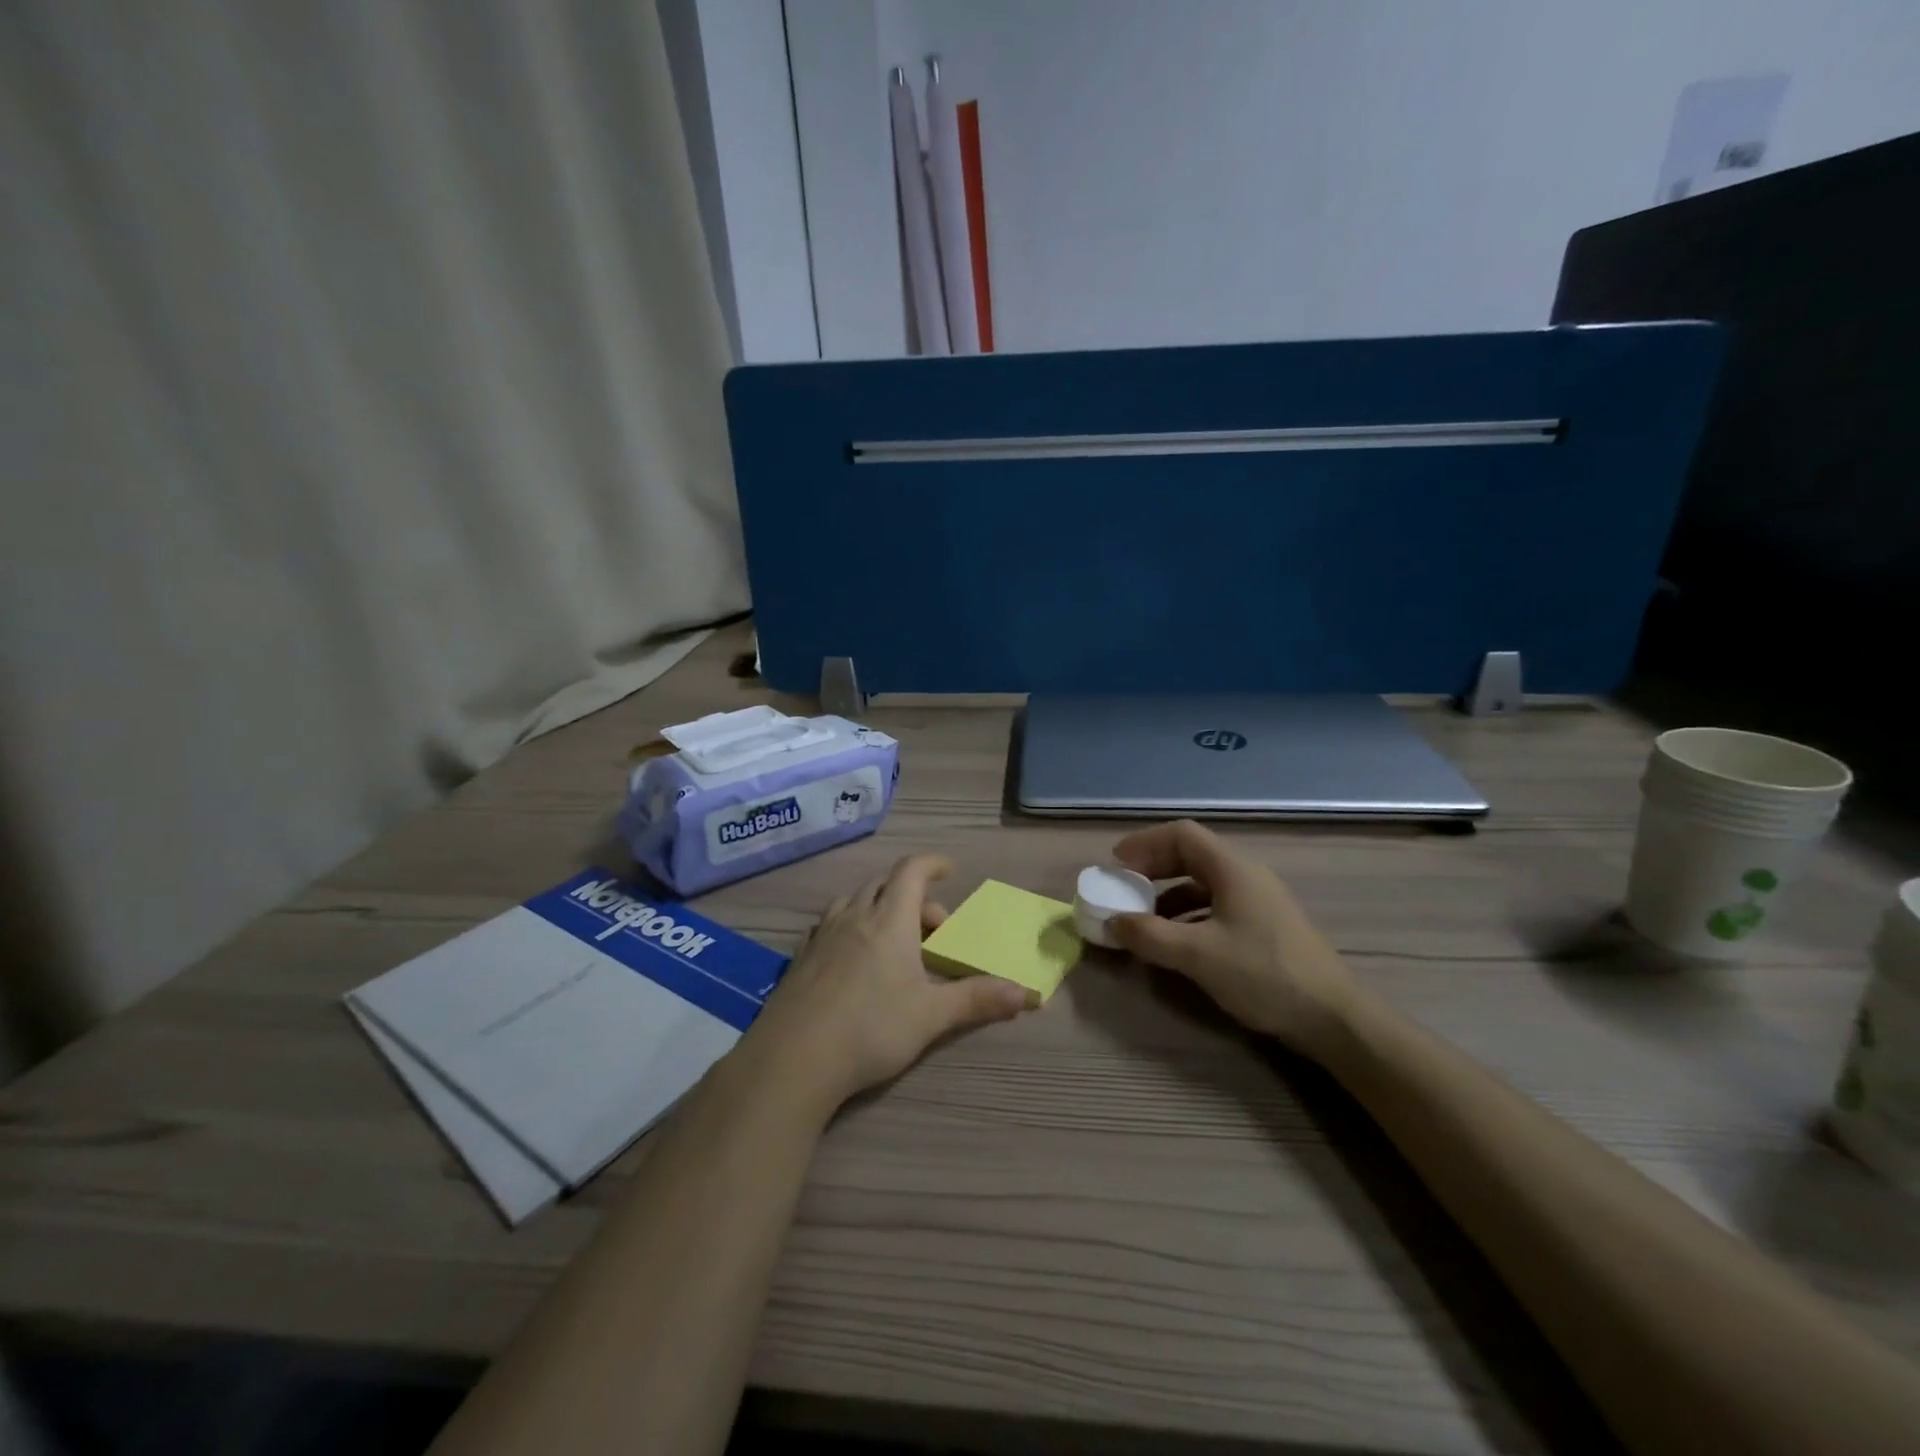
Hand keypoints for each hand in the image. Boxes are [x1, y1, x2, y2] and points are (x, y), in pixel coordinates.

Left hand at [741, 855, 1028, 1111]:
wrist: (794, 1058)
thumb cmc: (871, 1028)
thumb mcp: (932, 1016)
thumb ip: (977, 1000)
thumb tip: (1026, 993)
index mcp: (889, 920)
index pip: (911, 871)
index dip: (932, 863)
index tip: (950, 870)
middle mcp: (854, 917)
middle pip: (883, 884)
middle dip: (912, 896)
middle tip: (931, 929)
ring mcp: (822, 935)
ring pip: (852, 901)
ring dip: (877, 907)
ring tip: (892, 938)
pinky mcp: (800, 958)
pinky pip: (829, 925)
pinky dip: (849, 926)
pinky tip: (852, 958)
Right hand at [1107, 820, 1358, 1057]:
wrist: (1334, 1019)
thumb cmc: (1264, 975)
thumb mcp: (1198, 955)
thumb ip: (1150, 935)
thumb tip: (1111, 922)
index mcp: (1232, 869)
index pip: (1182, 835)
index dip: (1145, 843)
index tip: (1116, 864)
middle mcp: (1246, 876)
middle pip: (1191, 856)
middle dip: (1153, 869)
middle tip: (1124, 888)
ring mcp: (1259, 902)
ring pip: (1203, 883)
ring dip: (1167, 895)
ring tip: (1143, 919)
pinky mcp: (1265, 927)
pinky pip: (1216, 907)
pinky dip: (1188, 915)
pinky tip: (1177, 942)